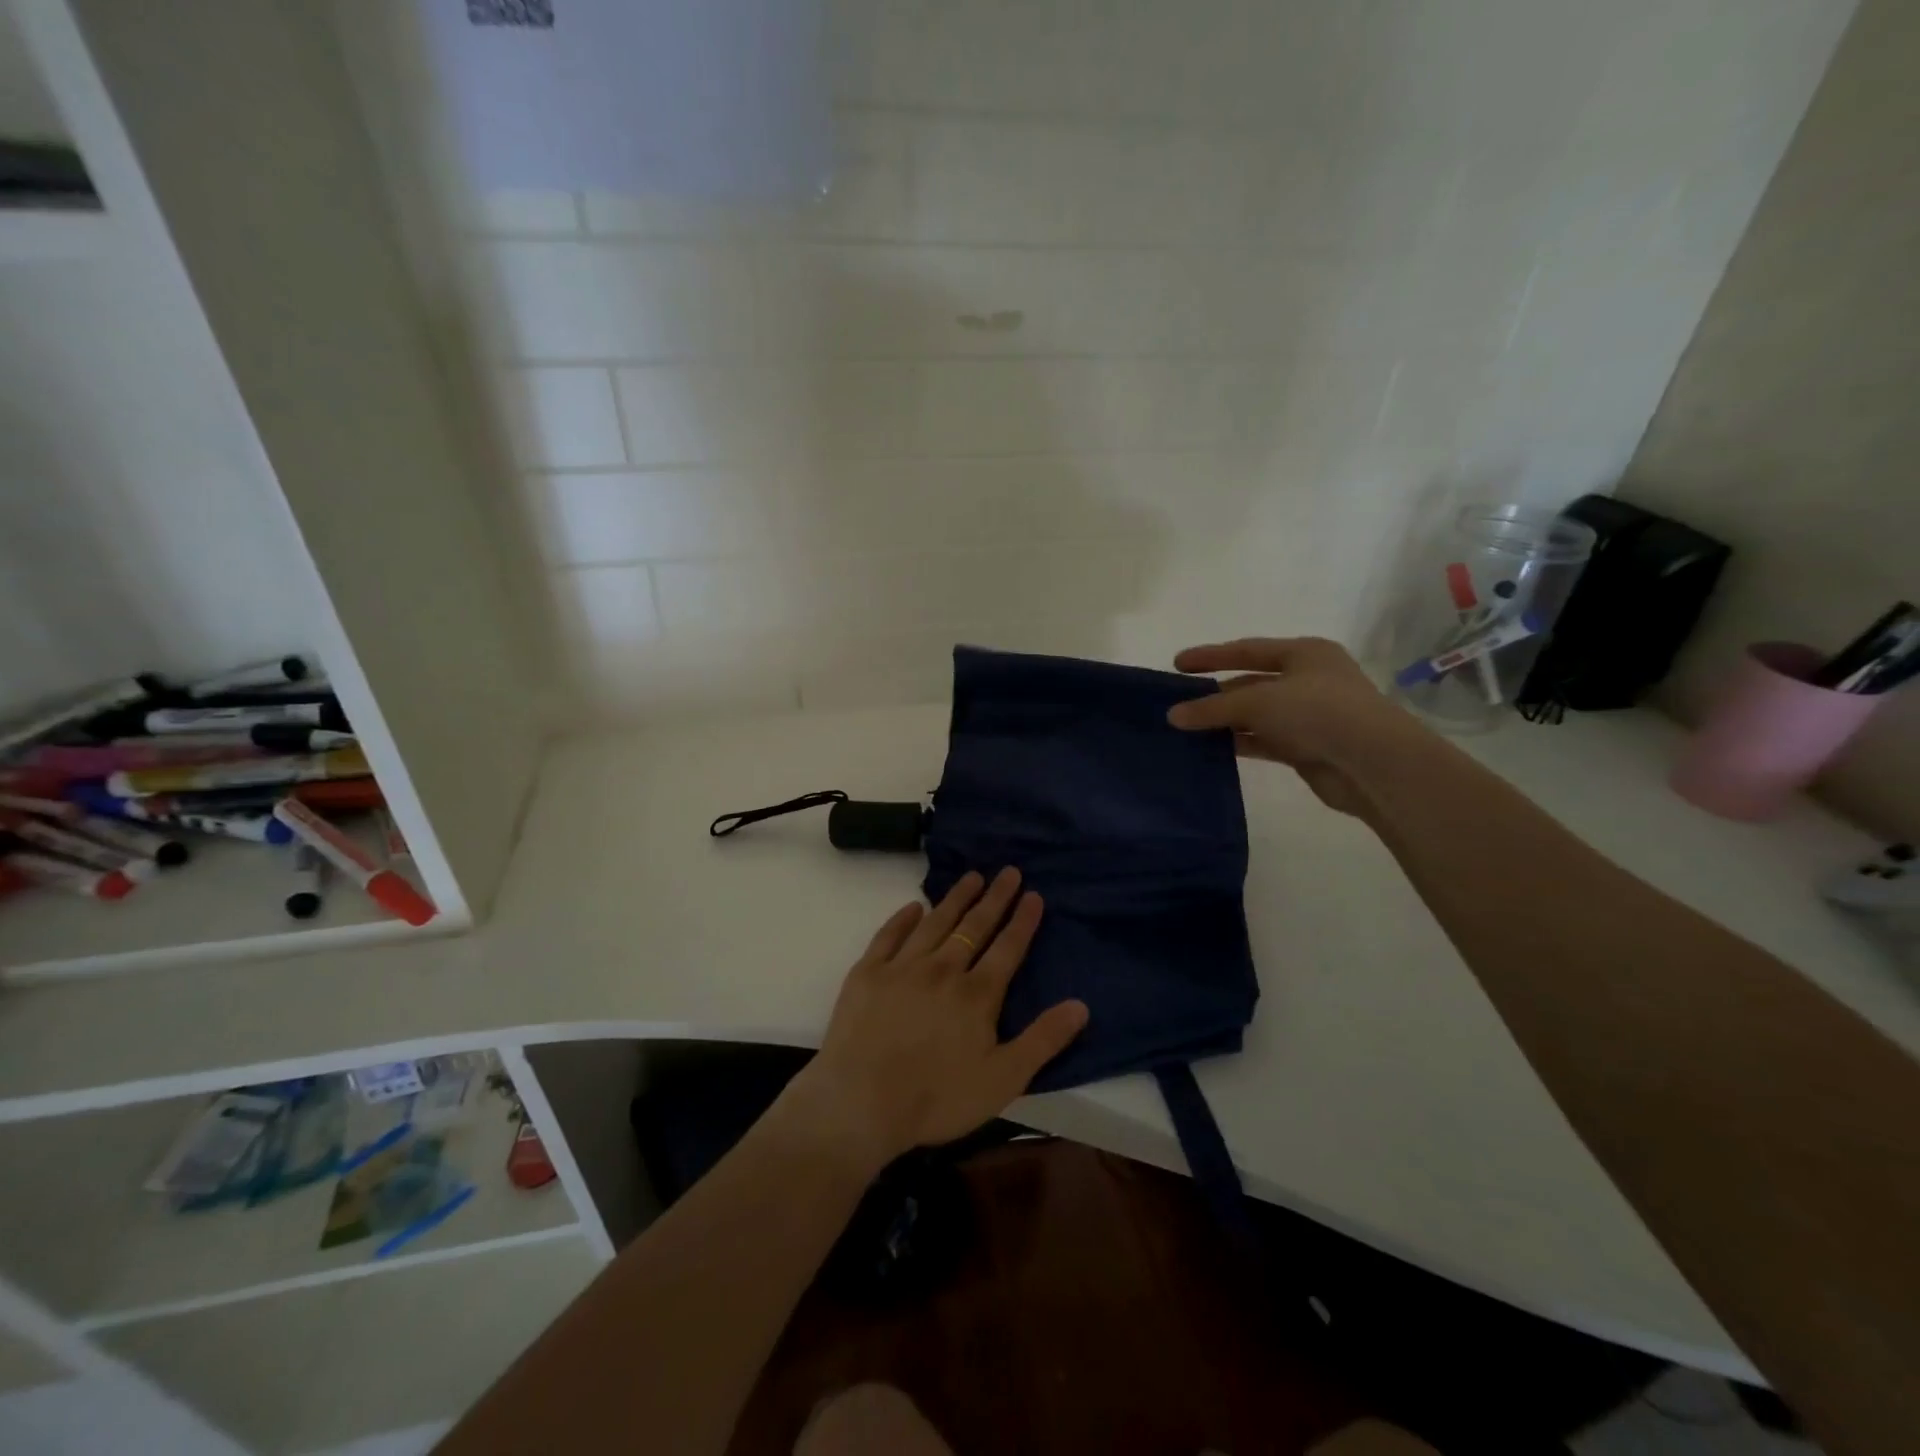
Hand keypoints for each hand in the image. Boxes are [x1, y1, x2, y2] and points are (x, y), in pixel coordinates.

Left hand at [780, 869, 1088, 1171]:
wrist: (860, 1102)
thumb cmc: (936, 1098)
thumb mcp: (1003, 1079)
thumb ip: (1043, 1040)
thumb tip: (1081, 1005)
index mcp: (977, 994)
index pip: (1007, 948)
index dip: (1023, 921)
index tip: (1033, 894)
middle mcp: (943, 969)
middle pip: (974, 927)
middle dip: (995, 898)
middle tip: (1008, 871)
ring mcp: (902, 967)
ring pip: (936, 922)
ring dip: (956, 898)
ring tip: (972, 876)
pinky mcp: (868, 972)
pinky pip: (889, 935)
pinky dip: (903, 918)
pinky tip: (915, 906)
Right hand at [1165, 636, 1423, 816]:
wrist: (1372, 764)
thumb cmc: (1318, 712)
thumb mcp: (1258, 701)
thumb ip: (1213, 707)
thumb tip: (1173, 715)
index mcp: (1305, 653)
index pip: (1248, 650)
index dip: (1211, 656)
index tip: (1177, 664)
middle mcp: (1308, 680)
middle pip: (1251, 683)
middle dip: (1215, 694)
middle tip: (1179, 704)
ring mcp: (1309, 715)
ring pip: (1256, 715)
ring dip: (1224, 722)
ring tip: (1186, 729)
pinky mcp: (1306, 748)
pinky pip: (1263, 740)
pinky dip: (1239, 742)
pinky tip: (1210, 750)